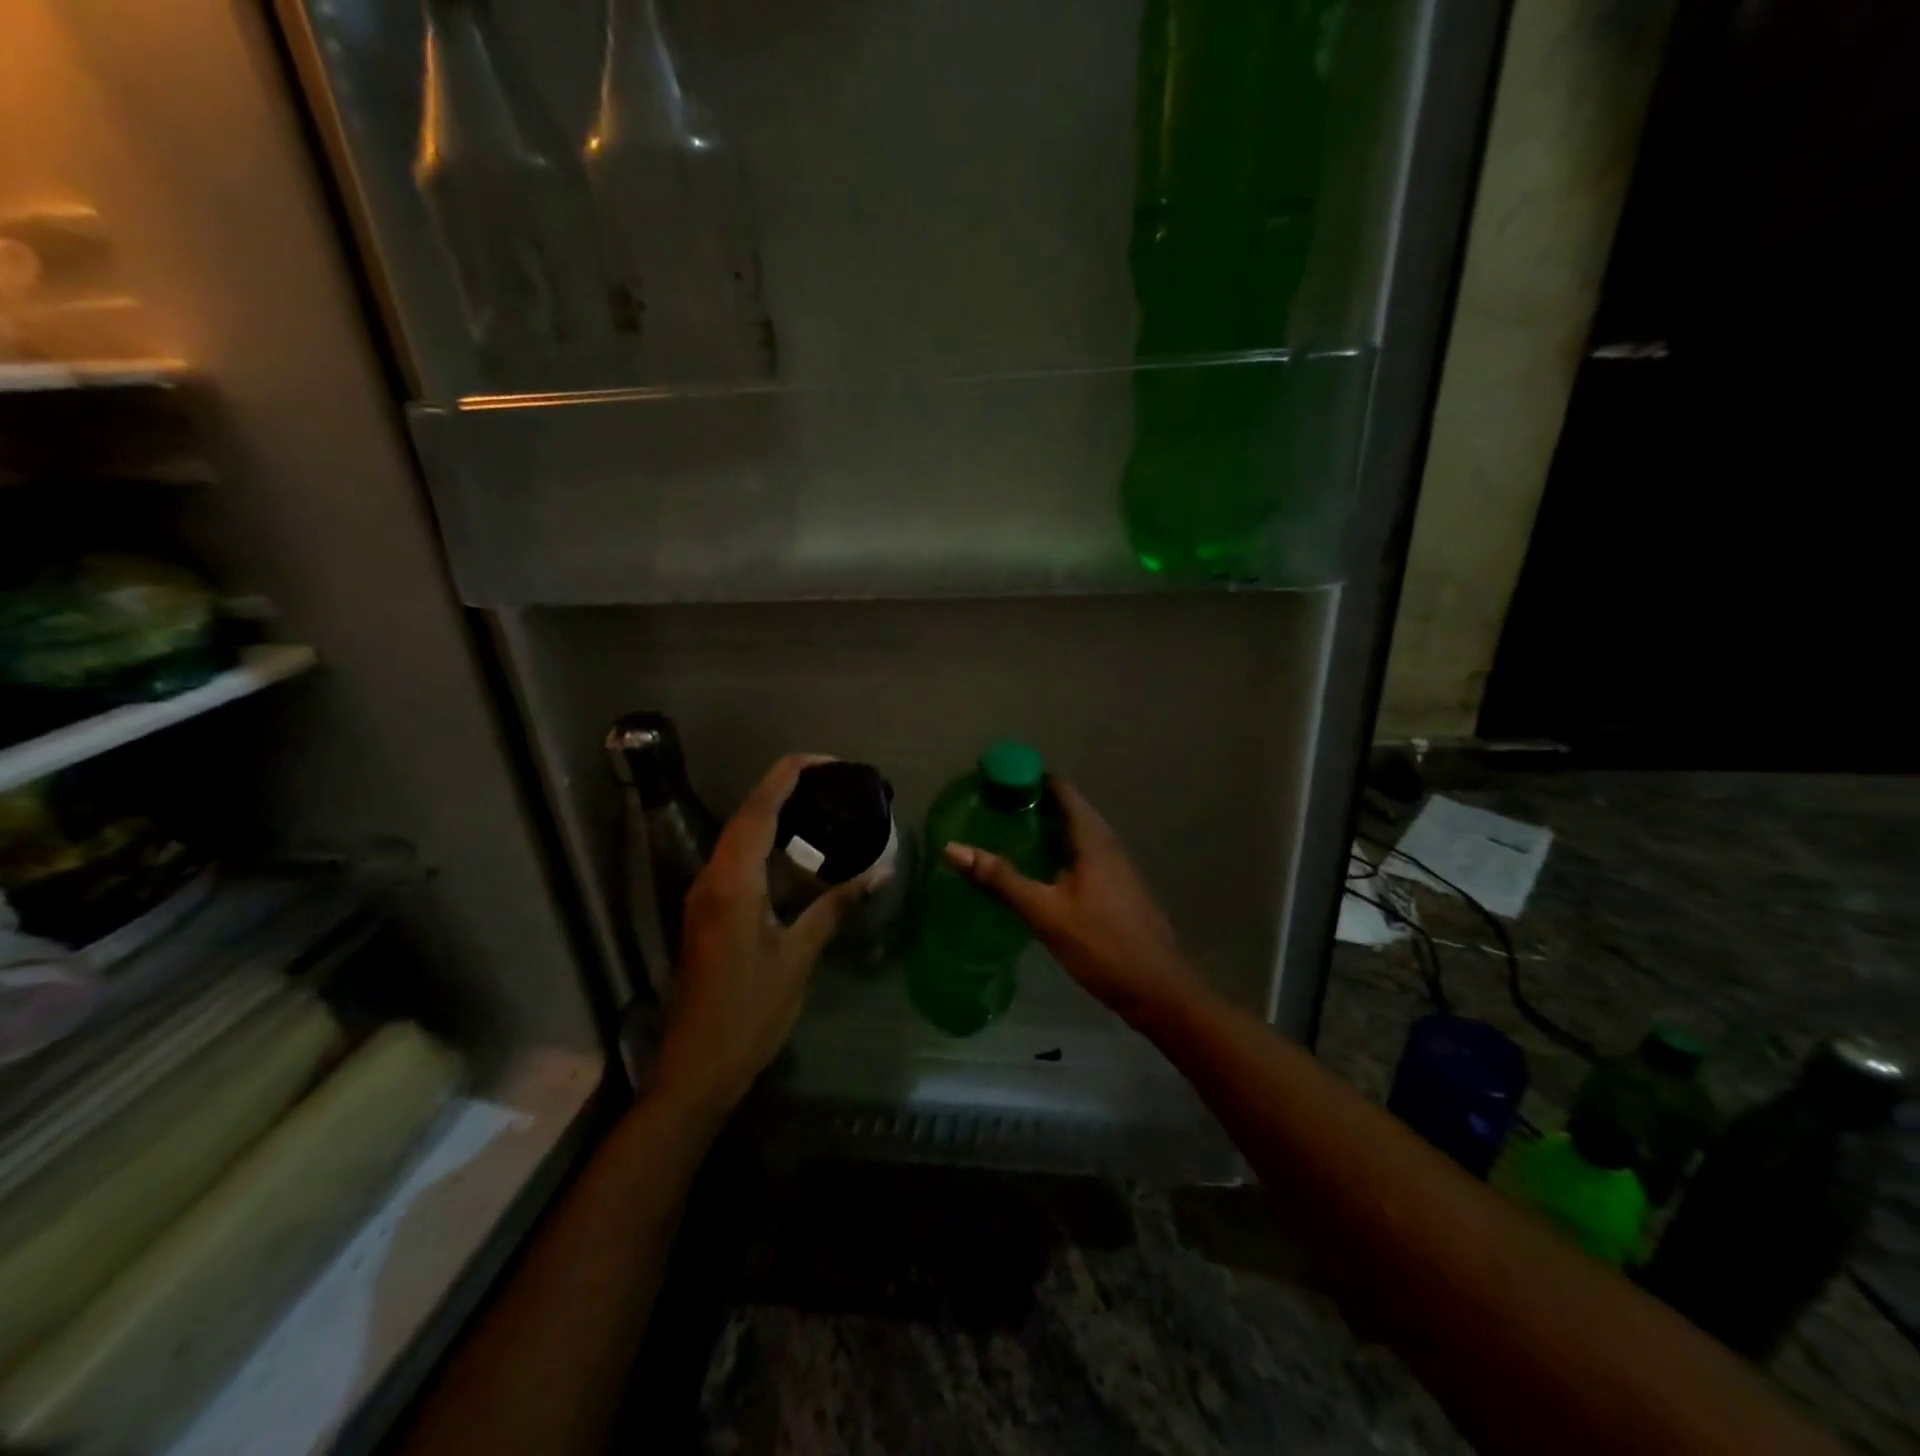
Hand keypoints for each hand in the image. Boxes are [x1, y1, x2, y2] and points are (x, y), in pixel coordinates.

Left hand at [655, 754, 875, 1115]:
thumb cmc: (750, 1012)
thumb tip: (879, 872)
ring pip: (737, 834)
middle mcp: (712, 877)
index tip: (827, 760)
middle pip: (746, 814)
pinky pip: (735, 856)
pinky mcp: (706, 910)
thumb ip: (835, 907)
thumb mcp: (799, 958)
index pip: (760, 810)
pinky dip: (763, 837)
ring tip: (818, 802)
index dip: (789, 776)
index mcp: (733, 882)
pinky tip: (792, 847)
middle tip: (831, 779)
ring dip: (771, 810)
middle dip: (784, 786)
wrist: (696, 1067)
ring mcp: (704, 894)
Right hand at [943, 778, 1207, 1029]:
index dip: (1030, 778)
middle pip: (1068, 809)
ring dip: (1044, 828)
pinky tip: (1035, 869)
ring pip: (1074, 834)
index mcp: (1093, 838)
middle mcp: (1107, 843)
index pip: (1061, 790)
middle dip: (1032, 803)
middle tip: (991, 806)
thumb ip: (1000, 879)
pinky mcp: (1115, 888)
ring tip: (1005, 832)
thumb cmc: (1102, 944)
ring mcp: (1114, 866)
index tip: (995, 778)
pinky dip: (1055, 851)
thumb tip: (951, 848)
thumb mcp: (1045, 911)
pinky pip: (1080, 854)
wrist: (1158, 989)